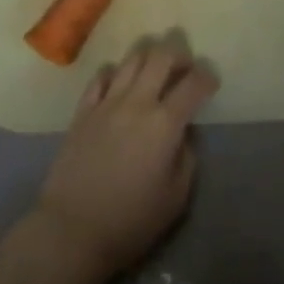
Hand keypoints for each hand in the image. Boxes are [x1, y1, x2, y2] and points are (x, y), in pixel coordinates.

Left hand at [30, 35, 218, 281]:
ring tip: (155, 68)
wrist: (72, 229)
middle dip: (178, 54)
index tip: (211, 81)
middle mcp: (136, 103)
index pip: (193, 84)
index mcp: (164, 124)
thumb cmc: (131, 220)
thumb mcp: (176, 197)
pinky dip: (115, 72)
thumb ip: (187, 158)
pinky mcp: (82, 111)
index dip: (207, 77)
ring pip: (131, 59)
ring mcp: (106, 103)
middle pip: (160, 57)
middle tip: (185, 65)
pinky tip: (119, 82)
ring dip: (148, 56)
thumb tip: (184, 133)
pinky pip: (100, 76)